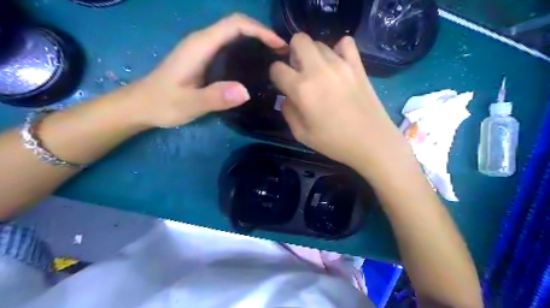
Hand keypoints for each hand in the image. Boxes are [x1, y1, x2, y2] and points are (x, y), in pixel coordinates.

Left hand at [132, 14, 285, 127]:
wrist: (142, 105)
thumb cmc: (163, 103)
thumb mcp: (189, 104)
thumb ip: (214, 97)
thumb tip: (246, 92)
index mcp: (200, 45)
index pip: (235, 25)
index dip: (260, 30)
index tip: (279, 45)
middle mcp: (202, 41)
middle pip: (237, 25)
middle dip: (262, 34)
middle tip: (282, 54)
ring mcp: (202, 49)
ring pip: (234, 34)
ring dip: (256, 41)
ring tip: (274, 58)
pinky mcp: (203, 58)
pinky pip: (230, 46)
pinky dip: (247, 49)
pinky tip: (255, 65)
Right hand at [270, 34, 411, 174]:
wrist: (371, 141)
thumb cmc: (334, 142)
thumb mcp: (301, 134)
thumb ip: (288, 112)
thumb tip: (287, 98)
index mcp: (301, 89)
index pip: (277, 68)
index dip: (276, 75)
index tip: (282, 84)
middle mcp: (318, 70)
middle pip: (298, 40)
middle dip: (293, 53)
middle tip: (299, 72)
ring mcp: (340, 64)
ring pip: (319, 43)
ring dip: (313, 55)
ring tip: (319, 73)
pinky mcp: (357, 65)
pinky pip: (346, 42)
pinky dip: (338, 49)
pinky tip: (338, 64)